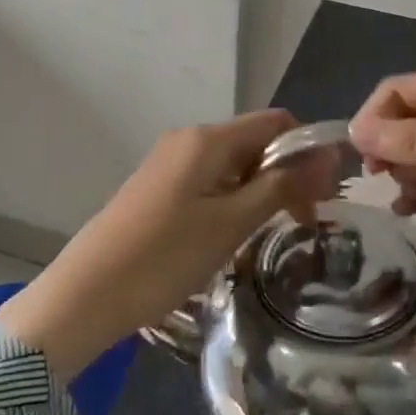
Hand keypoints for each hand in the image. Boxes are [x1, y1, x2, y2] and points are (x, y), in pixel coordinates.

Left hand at [0, 110, 339, 377]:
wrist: (87, 292)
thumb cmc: (166, 256)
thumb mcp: (231, 223)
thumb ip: (281, 186)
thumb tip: (328, 157)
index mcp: (208, 138)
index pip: (276, 122)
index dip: (307, 150)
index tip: (325, 194)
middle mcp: (189, 139)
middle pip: (254, 141)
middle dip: (286, 173)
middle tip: (306, 221)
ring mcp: (170, 162)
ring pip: (233, 164)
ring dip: (260, 190)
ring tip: (273, 233)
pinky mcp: (159, 186)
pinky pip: (210, 180)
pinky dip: (233, 199)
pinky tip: (235, 235)